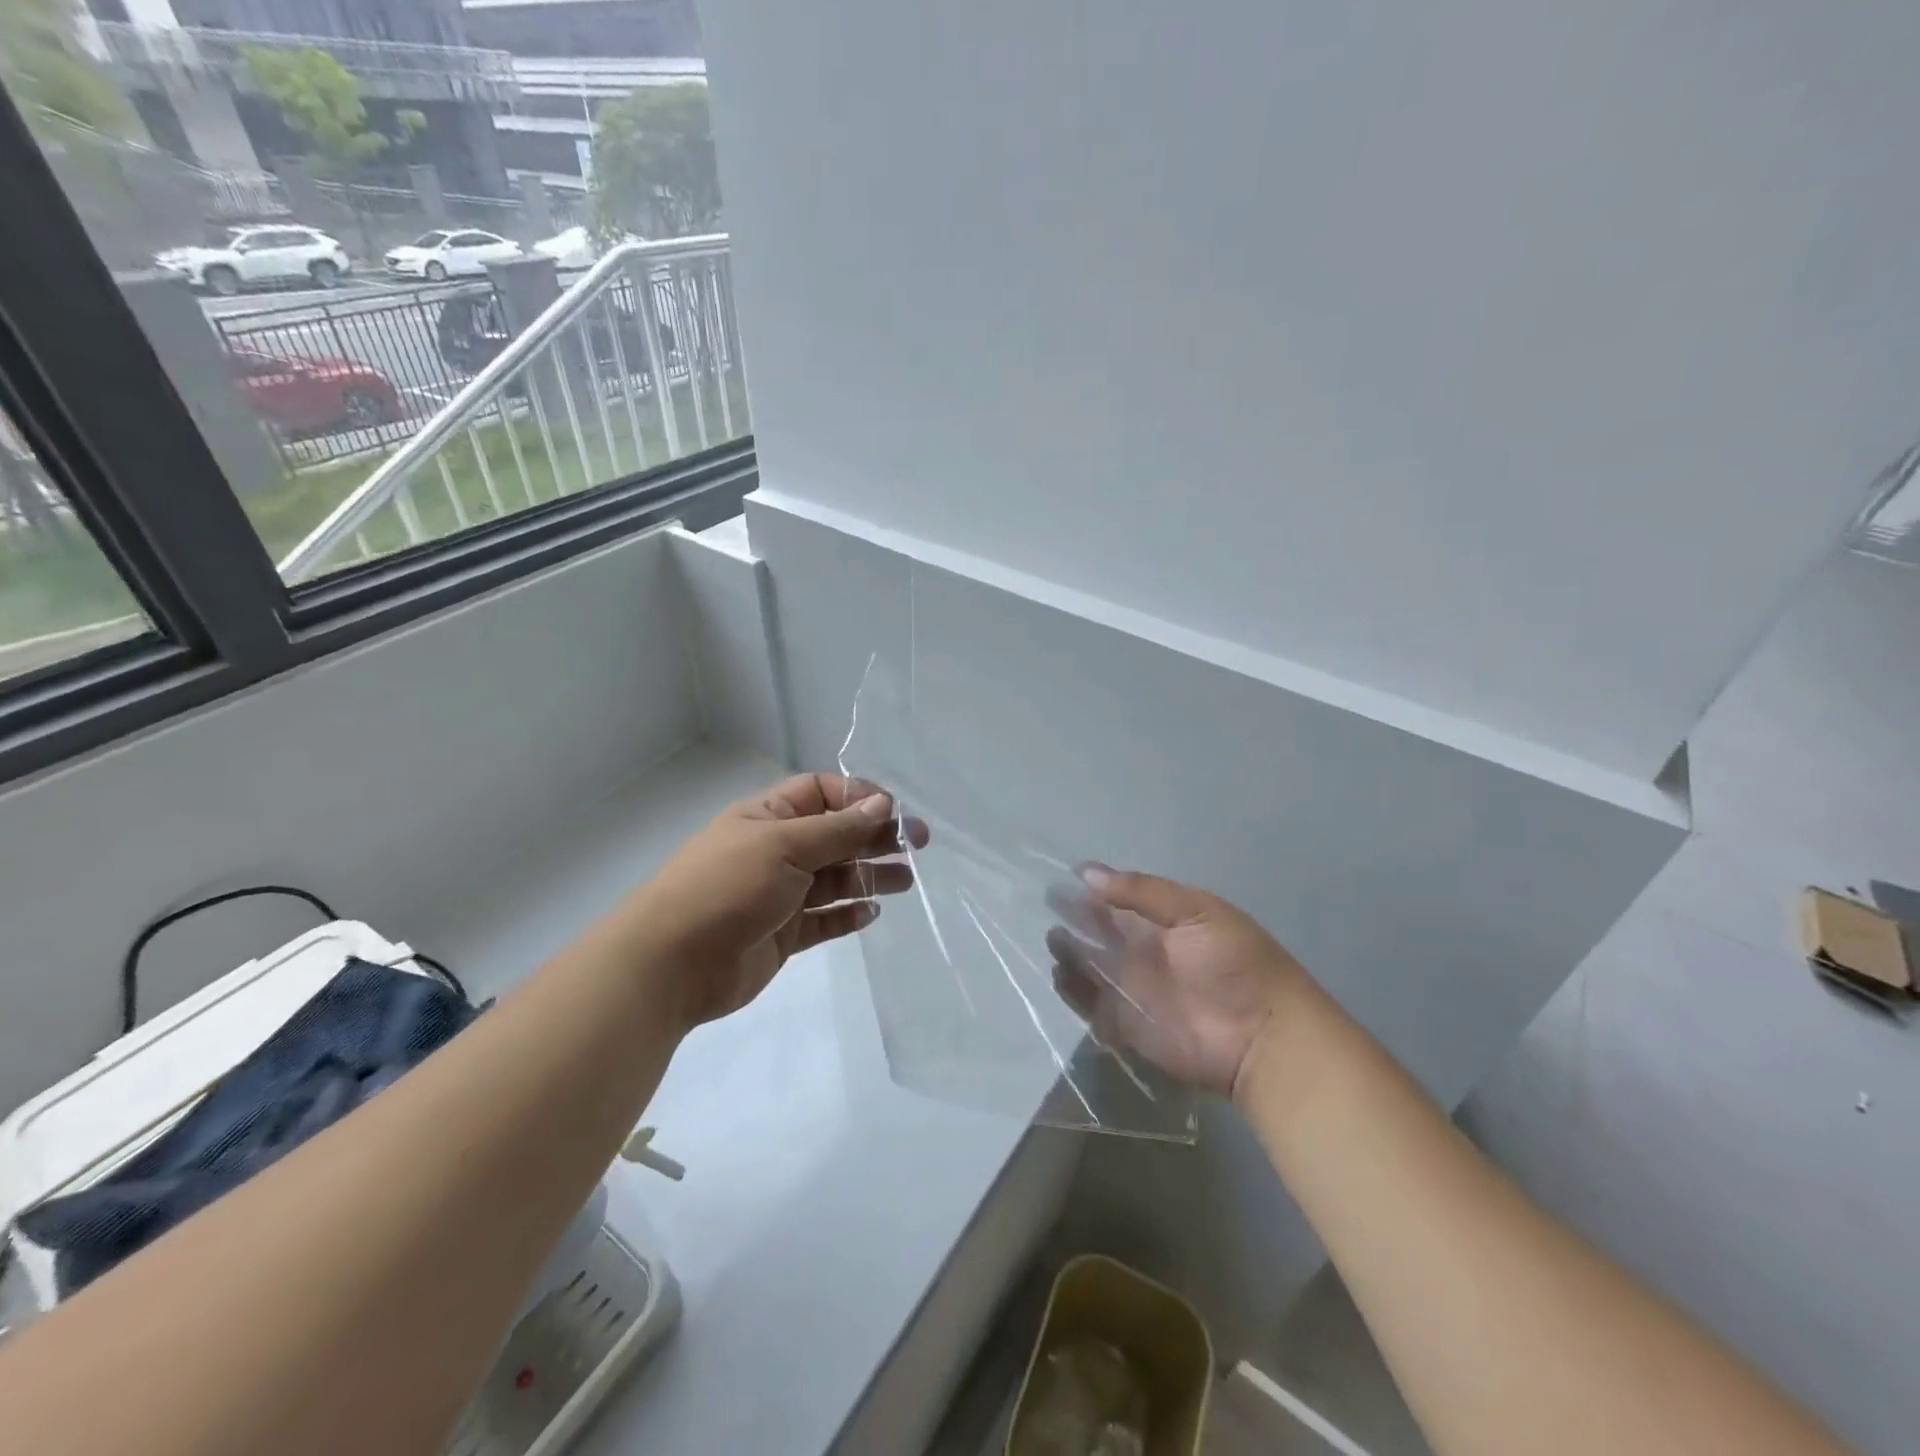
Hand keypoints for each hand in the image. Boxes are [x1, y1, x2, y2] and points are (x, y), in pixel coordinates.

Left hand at [640, 773, 927, 1027]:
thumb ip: (838, 830)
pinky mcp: (784, 934)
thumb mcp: (785, 847)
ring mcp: (780, 894)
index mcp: (768, 817)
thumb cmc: (727, 887)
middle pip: (836, 836)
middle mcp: (777, 851)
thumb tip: (882, 805)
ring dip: (870, 876)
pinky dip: (849, 915)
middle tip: (918, 844)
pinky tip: (872, 913)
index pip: (821, 793)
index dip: (857, 798)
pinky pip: (825, 919)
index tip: (891, 812)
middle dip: (875, 837)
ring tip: (905, 881)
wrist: (671, 964)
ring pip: (835, 879)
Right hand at [1046, 867, 1313, 1100]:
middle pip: (1097, 929)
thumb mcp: (1196, 911)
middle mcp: (1142, 949)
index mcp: (1161, 919)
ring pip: (1087, 964)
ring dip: (1068, 951)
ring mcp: (1130, 987)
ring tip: (1054, 941)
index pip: (1117, 897)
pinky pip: (1089, 1004)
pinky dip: (1071, 990)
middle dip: (1072, 916)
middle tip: (1047, 905)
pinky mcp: (1123, 1023)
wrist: (1261, 1037)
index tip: (1061, 875)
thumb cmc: (1234, 964)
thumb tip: (1087, 873)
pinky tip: (1060, 974)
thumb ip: (1142, 892)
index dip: (1091, 886)